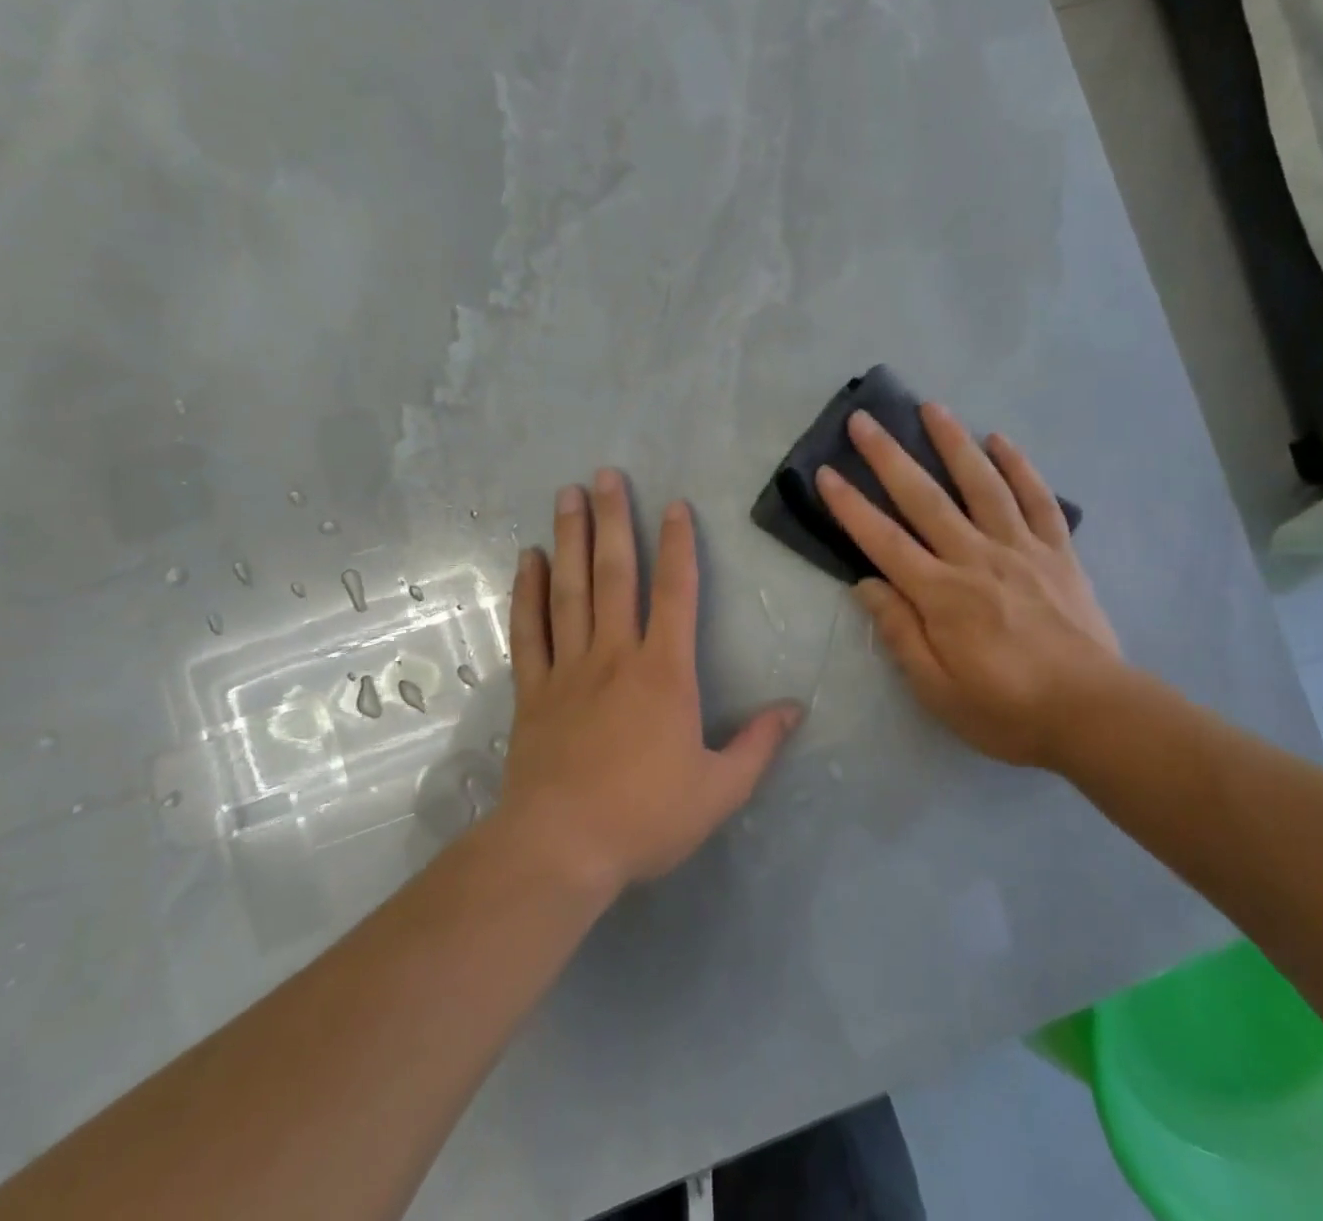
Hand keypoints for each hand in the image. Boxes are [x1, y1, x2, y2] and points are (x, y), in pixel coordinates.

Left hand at [499, 471, 801, 891]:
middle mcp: (614, 655)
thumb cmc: (645, 817)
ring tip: (568, 495)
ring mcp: (568, 668)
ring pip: (569, 590)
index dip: (678, 546)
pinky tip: (528, 559)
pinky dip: (528, 592)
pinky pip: (529, 630)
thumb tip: (795, 709)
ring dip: (569, 539)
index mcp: (664, 672)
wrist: (561, 849)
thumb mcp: (720, 790)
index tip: (675, 505)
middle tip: (605, 474)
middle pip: (614, 574)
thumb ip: (758, 745)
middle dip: (613, 520)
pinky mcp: (533, 690)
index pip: (676, 593)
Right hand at [815, 405, 1125, 769]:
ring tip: (932, 407)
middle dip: (889, 457)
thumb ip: (900, 633)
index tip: (826, 473)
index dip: (851, 506)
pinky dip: (1019, 467)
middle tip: (863, 420)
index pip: (884, 541)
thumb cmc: (1007, 710)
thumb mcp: (937, 691)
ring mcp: (1021, 550)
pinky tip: (1001, 440)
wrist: (1095, 715)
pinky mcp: (1058, 552)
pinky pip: (1037, 500)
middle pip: (925, 499)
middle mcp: (976, 559)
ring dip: (954, 443)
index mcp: (942, 595)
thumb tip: (866, 584)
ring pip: (982, 485)